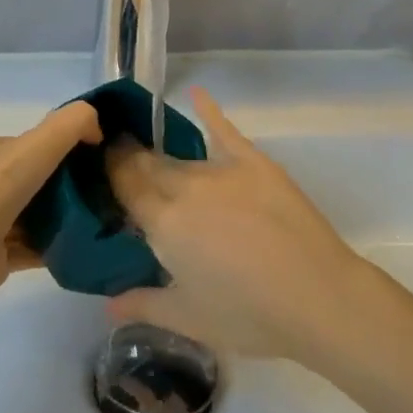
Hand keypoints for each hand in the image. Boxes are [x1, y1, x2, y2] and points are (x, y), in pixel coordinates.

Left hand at [0, 101, 102, 303]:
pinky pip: (24, 245)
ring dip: (52, 216)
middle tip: (88, 190)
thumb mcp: (37, 144)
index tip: (81, 160)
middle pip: (23, 178)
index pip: (19, 145)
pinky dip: (47, 244)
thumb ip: (70, 124)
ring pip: (23, 213)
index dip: (51, 149)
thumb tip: (96, 129)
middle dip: (54, 184)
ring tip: (87, 216)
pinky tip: (73, 244)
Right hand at [106, 88, 365, 360]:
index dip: (108, 171)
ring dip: (161, 153)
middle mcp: (184, 187)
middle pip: (147, 164)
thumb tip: (108, 303)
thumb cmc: (249, 316)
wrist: (317, 297)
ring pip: (179, 157)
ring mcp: (220, 170)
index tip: (95, 162)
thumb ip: (143, 304)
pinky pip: (223, 130)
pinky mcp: (253, 162)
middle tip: (116, 155)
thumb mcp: (189, 319)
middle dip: (128, 157)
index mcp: (164, 223)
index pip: (124, 185)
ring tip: (148, 148)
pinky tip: (196, 93)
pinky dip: (208, 110)